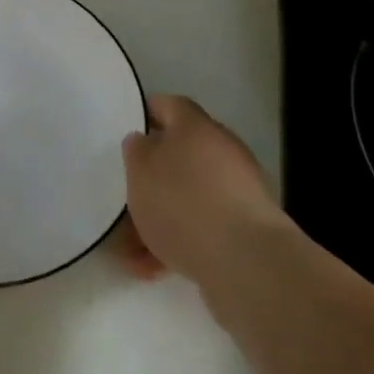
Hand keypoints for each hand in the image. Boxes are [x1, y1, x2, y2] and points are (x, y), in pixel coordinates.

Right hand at [119, 95, 287, 294]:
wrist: (246, 261)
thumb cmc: (183, 203)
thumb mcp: (141, 170)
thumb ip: (136, 151)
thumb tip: (144, 141)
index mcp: (195, 125)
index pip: (168, 105)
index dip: (146, 114)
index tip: (127, 131)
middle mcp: (221, 149)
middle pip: (179, 154)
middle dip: (151, 178)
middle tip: (127, 196)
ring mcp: (237, 190)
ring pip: (188, 195)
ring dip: (162, 216)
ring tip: (132, 247)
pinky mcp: (246, 228)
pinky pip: (204, 226)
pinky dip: (180, 241)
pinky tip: (155, 268)